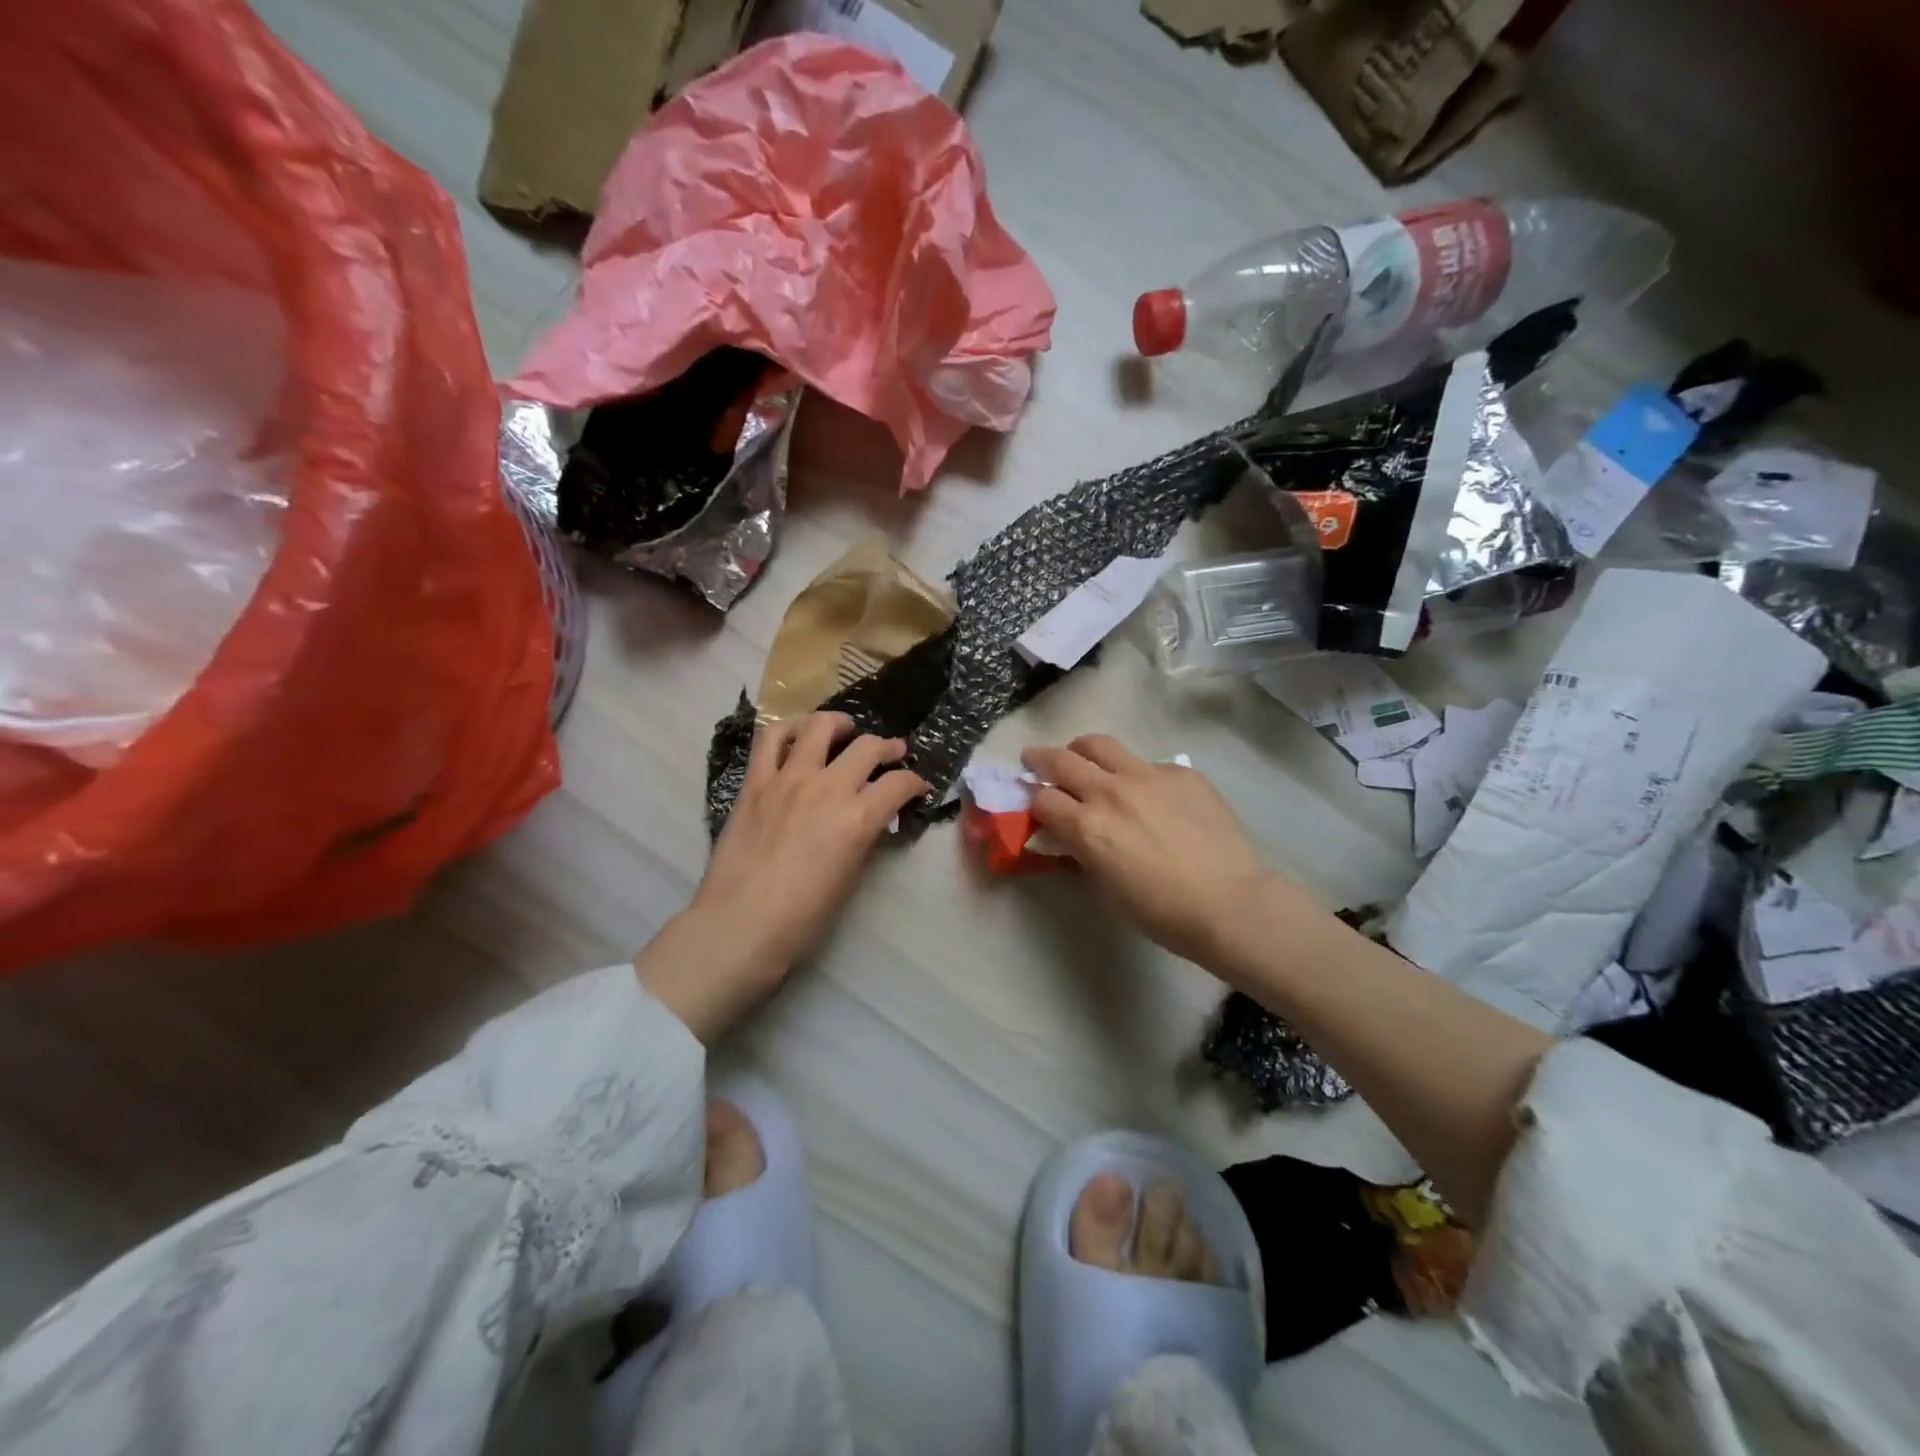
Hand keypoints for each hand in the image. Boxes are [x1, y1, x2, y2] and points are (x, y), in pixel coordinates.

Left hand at [637, 712, 927, 1041]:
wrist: (740, 924)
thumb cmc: (802, 917)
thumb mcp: (850, 878)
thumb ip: (864, 839)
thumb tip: (872, 821)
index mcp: (857, 818)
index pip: (899, 784)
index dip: (914, 782)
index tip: (917, 787)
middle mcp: (827, 788)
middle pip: (867, 747)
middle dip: (889, 747)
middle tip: (893, 751)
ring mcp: (788, 779)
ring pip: (819, 728)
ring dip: (839, 724)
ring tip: (844, 729)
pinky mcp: (756, 782)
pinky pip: (770, 740)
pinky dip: (788, 730)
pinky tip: (797, 736)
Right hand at [1021, 735, 1329, 979]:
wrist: (1229, 902)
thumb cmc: (1160, 911)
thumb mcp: (1105, 888)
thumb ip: (1080, 853)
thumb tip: (1067, 837)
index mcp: (1087, 825)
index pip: (1042, 799)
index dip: (1034, 803)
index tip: (1037, 807)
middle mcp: (1110, 791)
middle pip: (1061, 760)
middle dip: (1040, 759)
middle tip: (1034, 760)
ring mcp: (1147, 775)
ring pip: (1100, 745)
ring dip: (1082, 750)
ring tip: (1082, 757)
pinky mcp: (1180, 772)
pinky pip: (1147, 763)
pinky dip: (1135, 772)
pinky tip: (1149, 793)